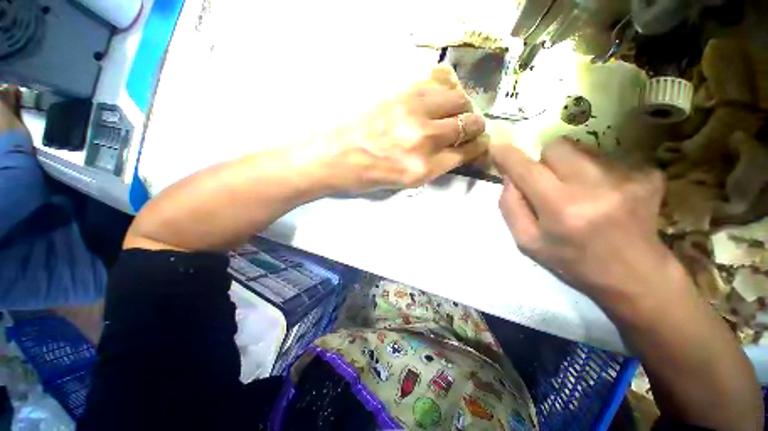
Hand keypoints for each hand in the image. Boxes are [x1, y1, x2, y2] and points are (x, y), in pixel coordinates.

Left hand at [306, 66, 486, 192]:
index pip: (466, 152)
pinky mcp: (400, 92)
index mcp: (422, 169)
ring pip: (458, 100)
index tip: (479, 143)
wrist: (329, 156)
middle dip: (474, 126)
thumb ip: (431, 167)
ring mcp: (412, 113)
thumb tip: (452, 150)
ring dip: (462, 106)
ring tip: (454, 111)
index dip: (477, 146)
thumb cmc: (364, 176)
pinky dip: (446, 88)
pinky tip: (439, 95)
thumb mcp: (402, 183)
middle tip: (468, 126)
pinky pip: (437, 82)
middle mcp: (423, 140)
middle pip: (468, 123)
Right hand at [492, 138, 669, 300]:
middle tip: (548, 182)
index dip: (507, 155)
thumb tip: (509, 176)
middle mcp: (594, 187)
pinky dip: (596, 172)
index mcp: (561, 209)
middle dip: (544, 160)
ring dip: (570, 166)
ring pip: (581, 149)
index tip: (496, 147)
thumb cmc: (572, 261)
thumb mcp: (527, 242)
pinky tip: (604, 195)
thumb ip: (510, 207)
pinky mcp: (647, 174)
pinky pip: (606, 158)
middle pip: (556, 147)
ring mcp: (626, 177)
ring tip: (579, 192)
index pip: (526, 169)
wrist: (635, 275)